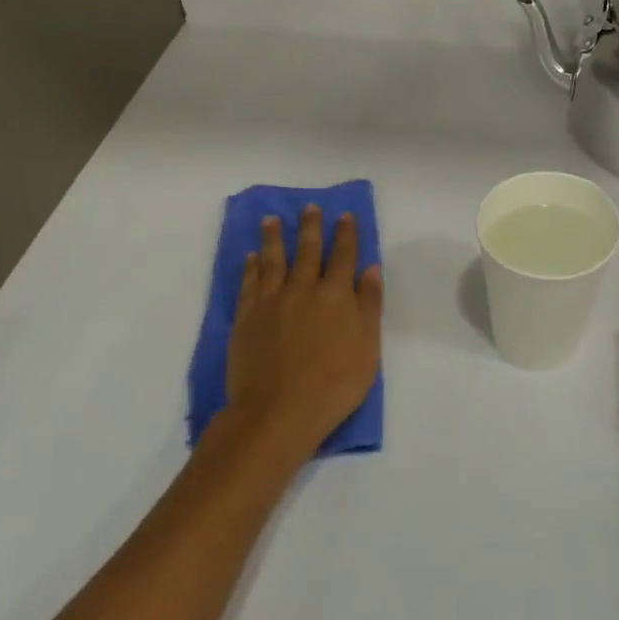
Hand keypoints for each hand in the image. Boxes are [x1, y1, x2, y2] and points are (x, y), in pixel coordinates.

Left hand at [223, 204, 383, 457]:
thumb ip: (369, 305)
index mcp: (336, 296)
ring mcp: (271, 302)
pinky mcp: (247, 318)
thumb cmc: (333, 384)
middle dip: (310, 227)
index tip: (345, 215)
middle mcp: (303, 289)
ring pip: (273, 260)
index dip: (346, 234)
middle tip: (309, 207)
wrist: (278, 412)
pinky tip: (251, 257)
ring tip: (272, 220)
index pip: (343, 256)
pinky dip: (251, 267)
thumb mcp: (367, 348)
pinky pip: (249, 284)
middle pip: (307, 250)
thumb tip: (371, 269)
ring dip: (274, 238)